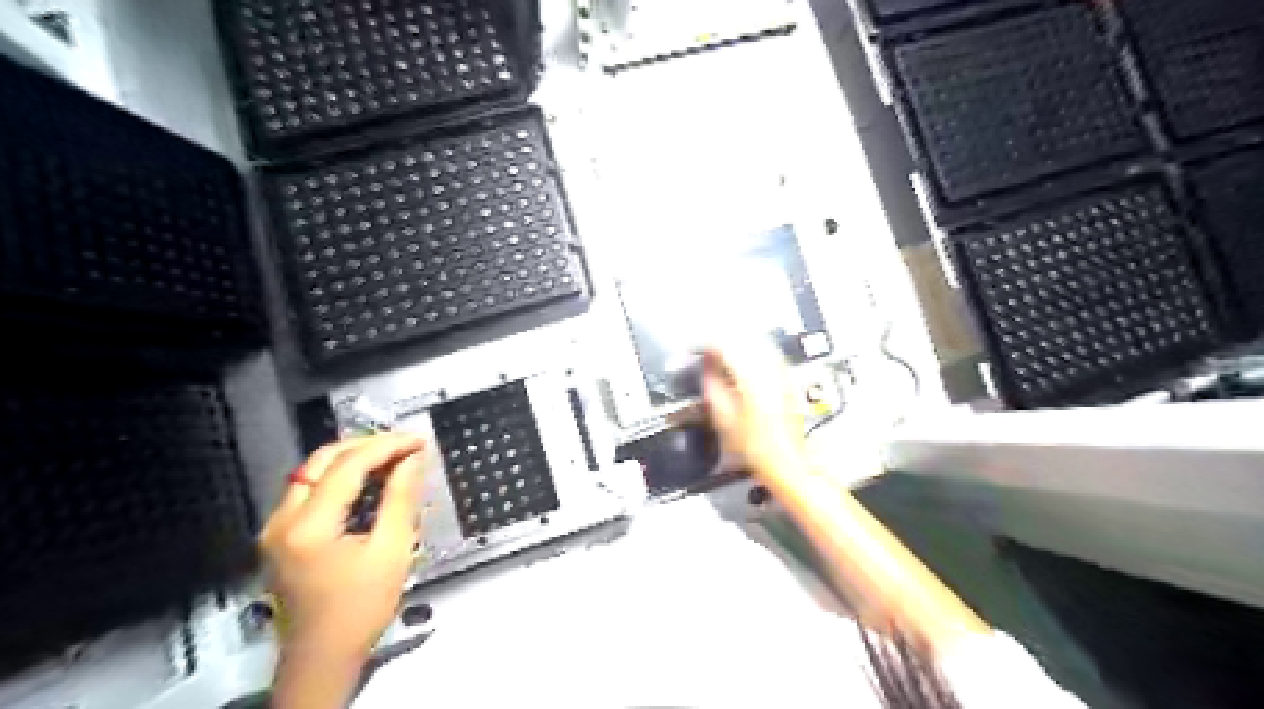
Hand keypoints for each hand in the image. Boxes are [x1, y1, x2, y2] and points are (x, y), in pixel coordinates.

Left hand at [263, 432, 428, 657]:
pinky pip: (309, 490)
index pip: (348, 465)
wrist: (322, 657)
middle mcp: (281, 520)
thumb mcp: (392, 551)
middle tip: (405, 445)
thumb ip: (401, 498)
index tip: (419, 441)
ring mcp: (275, 528)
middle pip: (321, 460)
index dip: (387, 446)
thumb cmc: (361, 608)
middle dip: (367, 445)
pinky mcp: (280, 536)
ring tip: (393, 457)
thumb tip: (413, 459)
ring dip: (353, 458)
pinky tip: (369, 480)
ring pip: (312, 472)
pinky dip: (340, 477)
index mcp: (308, 526)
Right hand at [702, 339, 809, 480]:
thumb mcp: (723, 417)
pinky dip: (751, 349)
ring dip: (737, 342)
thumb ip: (712, 384)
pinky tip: (742, 359)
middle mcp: (769, 368)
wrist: (786, 460)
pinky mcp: (788, 377)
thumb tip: (706, 366)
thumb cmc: (756, 446)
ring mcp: (781, 371)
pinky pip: (767, 351)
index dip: (705, 342)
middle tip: (705, 347)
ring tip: (721, 351)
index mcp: (750, 375)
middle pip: (742, 337)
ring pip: (756, 341)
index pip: (724, 343)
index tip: (695, 348)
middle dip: (721, 338)